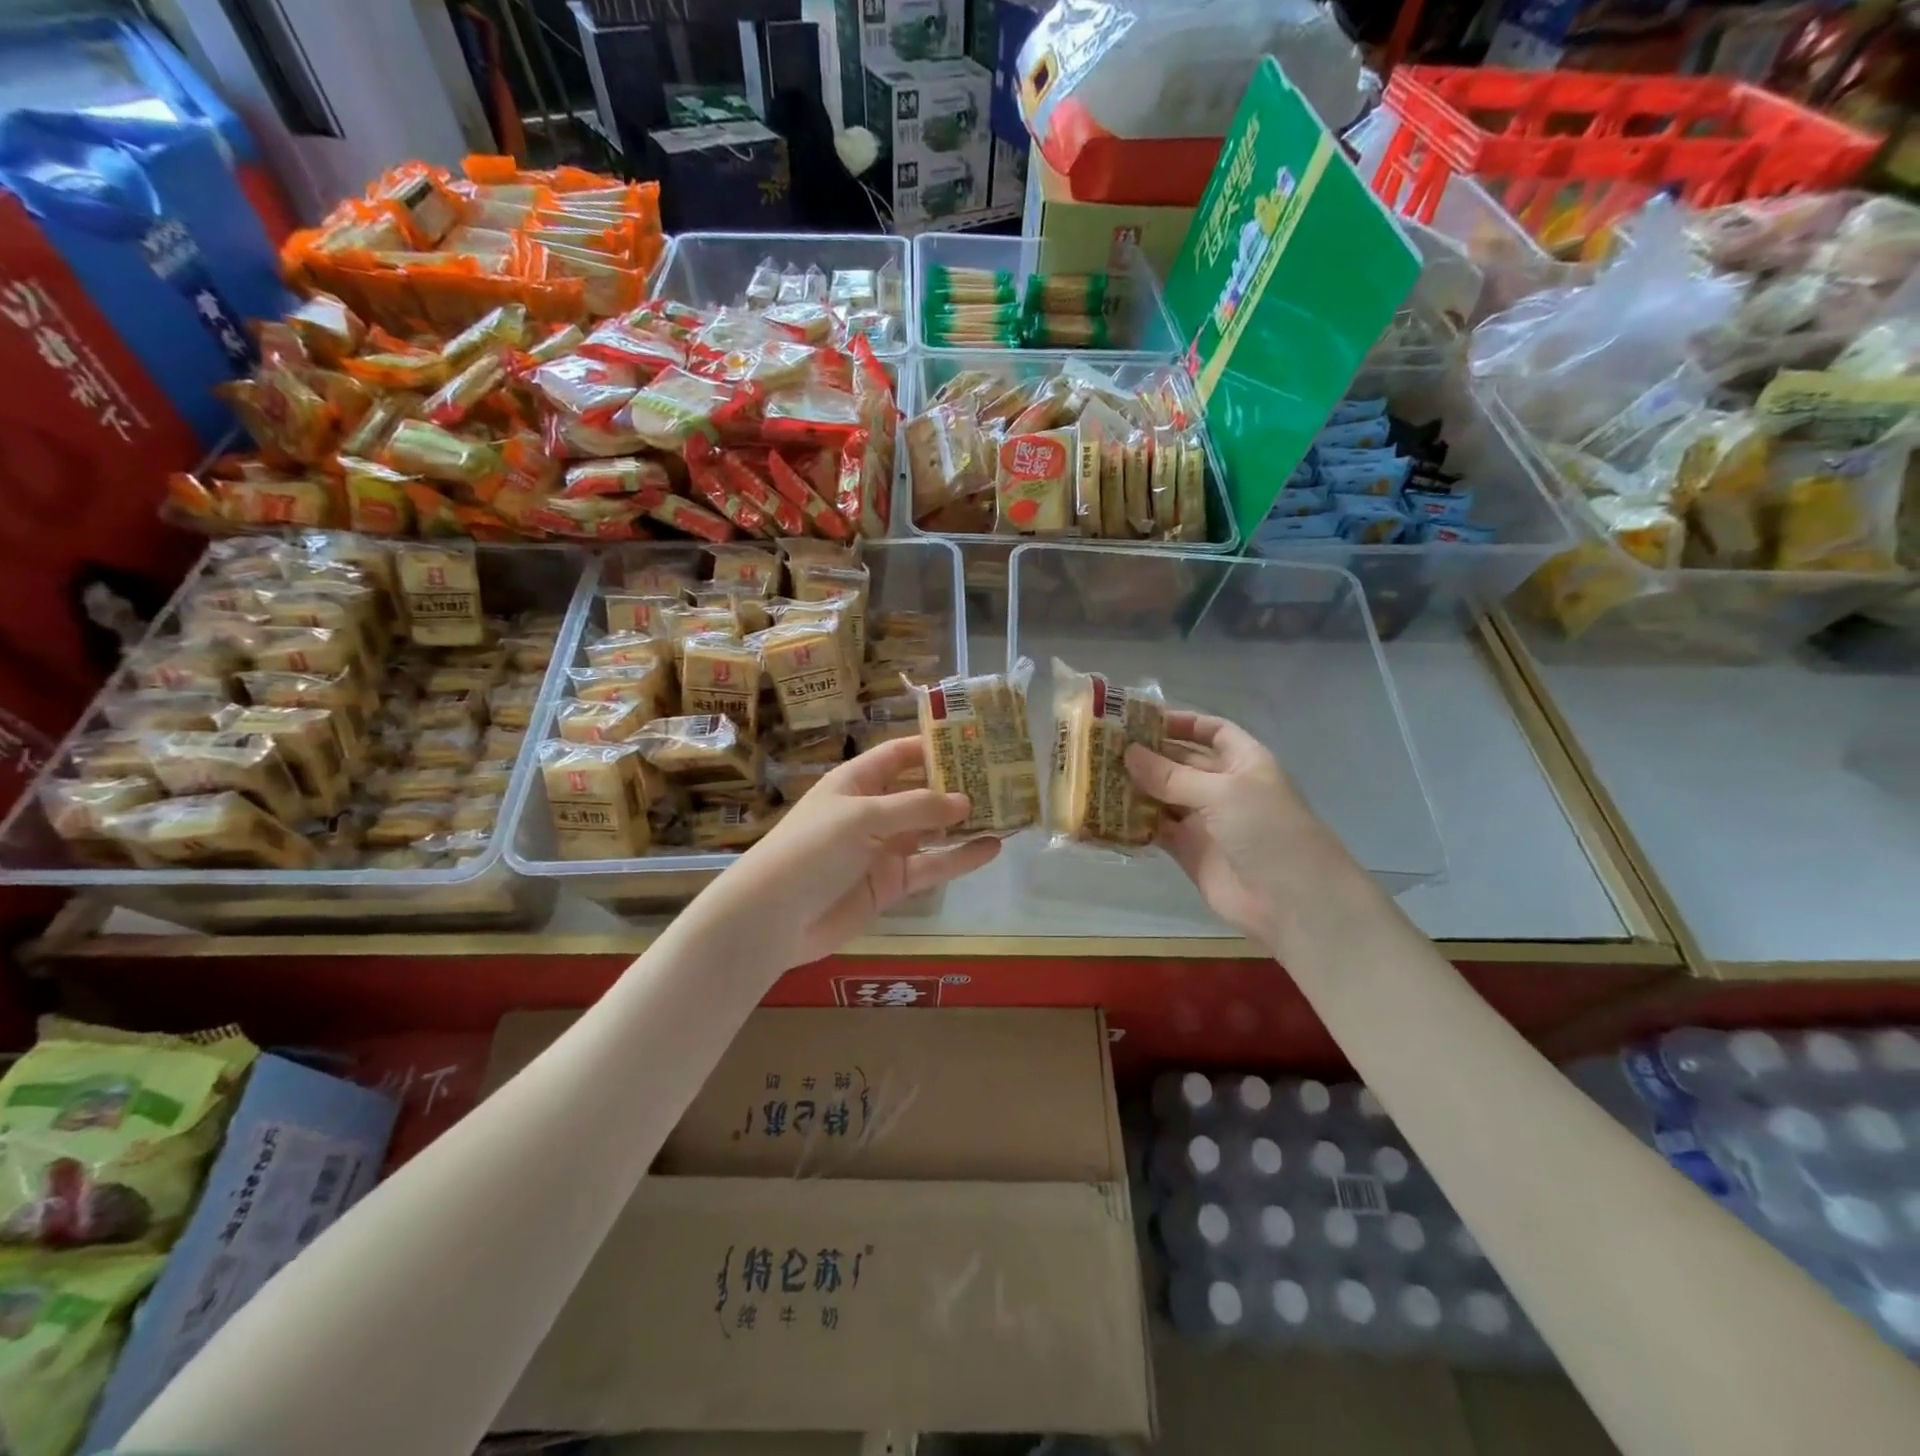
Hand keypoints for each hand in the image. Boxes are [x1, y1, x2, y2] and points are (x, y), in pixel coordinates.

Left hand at [698, 735, 999, 971]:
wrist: (775, 917)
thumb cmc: (812, 849)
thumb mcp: (863, 817)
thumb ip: (916, 808)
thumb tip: (965, 801)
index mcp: (857, 782)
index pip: (899, 755)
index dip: (933, 746)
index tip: (974, 740)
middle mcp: (873, 810)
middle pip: (921, 792)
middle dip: (958, 785)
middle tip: (1002, 777)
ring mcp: (883, 848)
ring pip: (933, 830)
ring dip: (966, 823)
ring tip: (1007, 812)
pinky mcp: (892, 883)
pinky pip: (932, 865)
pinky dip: (960, 858)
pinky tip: (992, 849)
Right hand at [1125, 712, 1359, 951]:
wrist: (1292, 901)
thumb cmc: (1266, 830)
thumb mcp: (1222, 792)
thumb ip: (1171, 775)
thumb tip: (1127, 753)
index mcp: (1243, 762)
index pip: (1212, 731)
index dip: (1182, 722)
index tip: (1142, 719)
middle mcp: (1224, 787)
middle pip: (1182, 763)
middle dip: (1148, 755)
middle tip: (1104, 747)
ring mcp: (1206, 820)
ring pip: (1164, 796)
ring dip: (1136, 787)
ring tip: (1096, 776)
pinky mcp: (1189, 851)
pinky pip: (1157, 830)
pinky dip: (1134, 822)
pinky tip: (1106, 813)